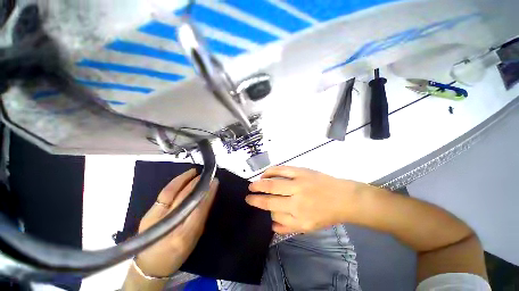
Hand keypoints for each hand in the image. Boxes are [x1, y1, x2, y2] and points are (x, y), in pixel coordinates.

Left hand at [135, 169, 217, 276]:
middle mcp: (169, 225)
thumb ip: (201, 218)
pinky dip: (175, 183)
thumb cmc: (176, 254)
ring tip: (194, 172)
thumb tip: (207, 197)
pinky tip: (182, 178)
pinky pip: (164, 193)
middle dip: (197, 184)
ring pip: (172, 192)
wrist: (149, 265)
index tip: (214, 182)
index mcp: (183, 235)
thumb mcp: (194, 239)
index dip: (207, 193)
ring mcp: (155, 217)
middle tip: (206, 176)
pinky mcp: (148, 213)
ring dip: (185, 179)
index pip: (198, 208)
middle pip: (185, 197)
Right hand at [246, 166, 364, 233]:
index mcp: (299, 217)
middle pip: (271, 199)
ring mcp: (298, 184)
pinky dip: (271, 171)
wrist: (343, 197)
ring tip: (252, 185)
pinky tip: (265, 173)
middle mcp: (297, 201)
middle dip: (256, 198)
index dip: (265, 210)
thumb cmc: (326, 214)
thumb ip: (288, 227)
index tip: (256, 205)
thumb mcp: (309, 227)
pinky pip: (282, 170)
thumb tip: (271, 225)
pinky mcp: (301, 171)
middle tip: (247, 196)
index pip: (275, 214)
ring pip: (273, 184)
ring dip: (260, 184)